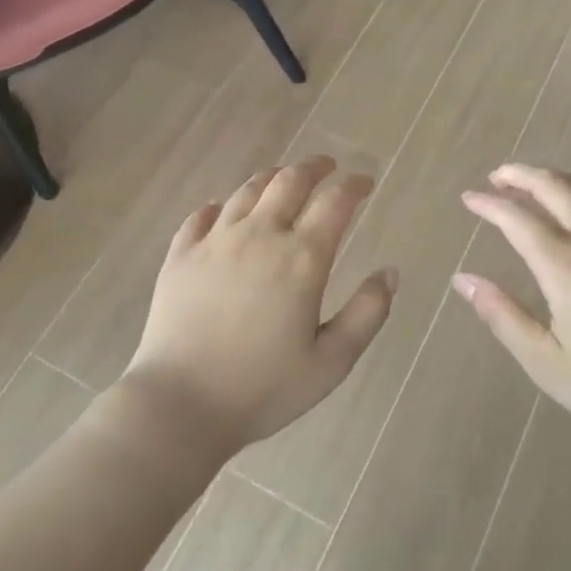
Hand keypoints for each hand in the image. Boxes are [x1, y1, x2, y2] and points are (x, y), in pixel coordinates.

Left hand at [125, 157, 397, 453]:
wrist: (181, 404)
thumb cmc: (263, 388)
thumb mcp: (331, 362)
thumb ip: (367, 314)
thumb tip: (390, 273)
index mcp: (301, 258)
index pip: (335, 202)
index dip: (354, 186)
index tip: (365, 182)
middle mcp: (259, 235)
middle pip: (289, 181)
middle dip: (314, 167)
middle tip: (327, 167)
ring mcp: (215, 241)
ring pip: (247, 191)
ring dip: (271, 178)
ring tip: (282, 179)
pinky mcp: (180, 255)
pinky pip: (201, 215)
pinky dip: (219, 205)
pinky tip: (223, 210)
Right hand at [454, 164, 570, 456]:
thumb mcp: (548, 364)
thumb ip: (503, 316)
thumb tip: (464, 280)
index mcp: (565, 267)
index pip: (517, 218)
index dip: (489, 204)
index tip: (469, 198)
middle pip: (555, 187)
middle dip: (521, 175)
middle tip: (497, 177)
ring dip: (556, 179)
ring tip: (535, 184)